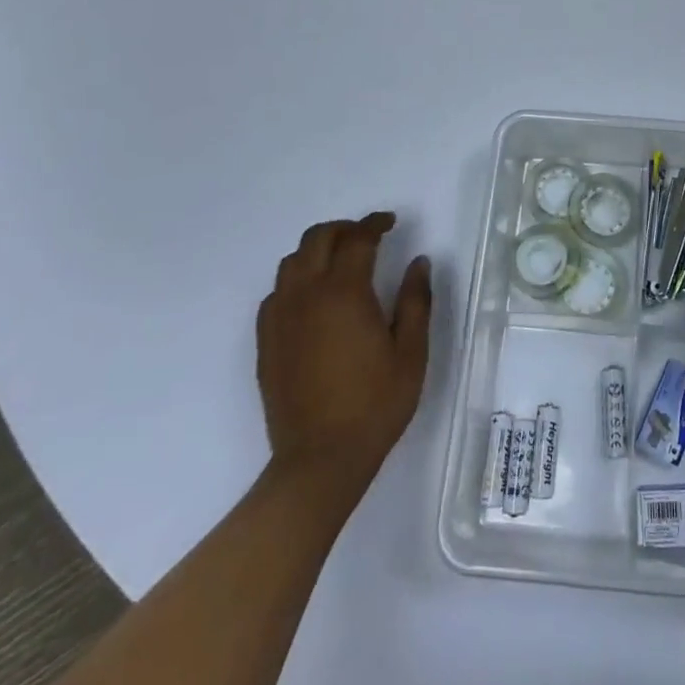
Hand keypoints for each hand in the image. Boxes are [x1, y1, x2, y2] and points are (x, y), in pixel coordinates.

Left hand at [258, 212, 431, 498]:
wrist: (319, 461)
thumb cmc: (375, 404)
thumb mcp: (411, 352)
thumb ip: (415, 301)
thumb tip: (418, 262)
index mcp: (344, 292)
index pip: (358, 239)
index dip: (375, 223)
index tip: (391, 223)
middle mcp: (306, 295)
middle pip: (317, 238)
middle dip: (344, 228)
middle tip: (367, 236)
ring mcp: (280, 318)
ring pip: (292, 261)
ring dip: (317, 250)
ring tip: (340, 261)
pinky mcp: (266, 341)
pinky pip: (276, 292)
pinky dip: (296, 280)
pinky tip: (313, 299)